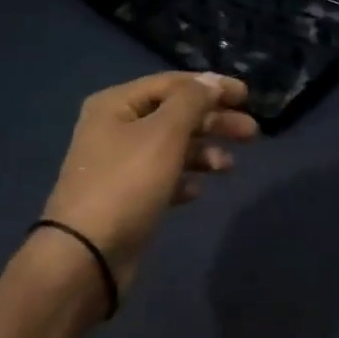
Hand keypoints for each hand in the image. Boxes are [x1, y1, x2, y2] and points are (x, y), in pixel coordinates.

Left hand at [41, 72, 258, 293]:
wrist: (87, 255)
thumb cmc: (127, 183)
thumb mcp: (164, 133)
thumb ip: (192, 101)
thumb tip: (210, 82)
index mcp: (116, 104)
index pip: (172, 82)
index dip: (212, 86)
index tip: (248, 97)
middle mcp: (115, 128)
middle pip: (175, 114)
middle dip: (214, 122)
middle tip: (251, 134)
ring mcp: (120, 164)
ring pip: (173, 147)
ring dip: (204, 151)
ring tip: (228, 167)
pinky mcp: (127, 197)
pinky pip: (164, 177)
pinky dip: (185, 179)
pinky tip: (197, 191)